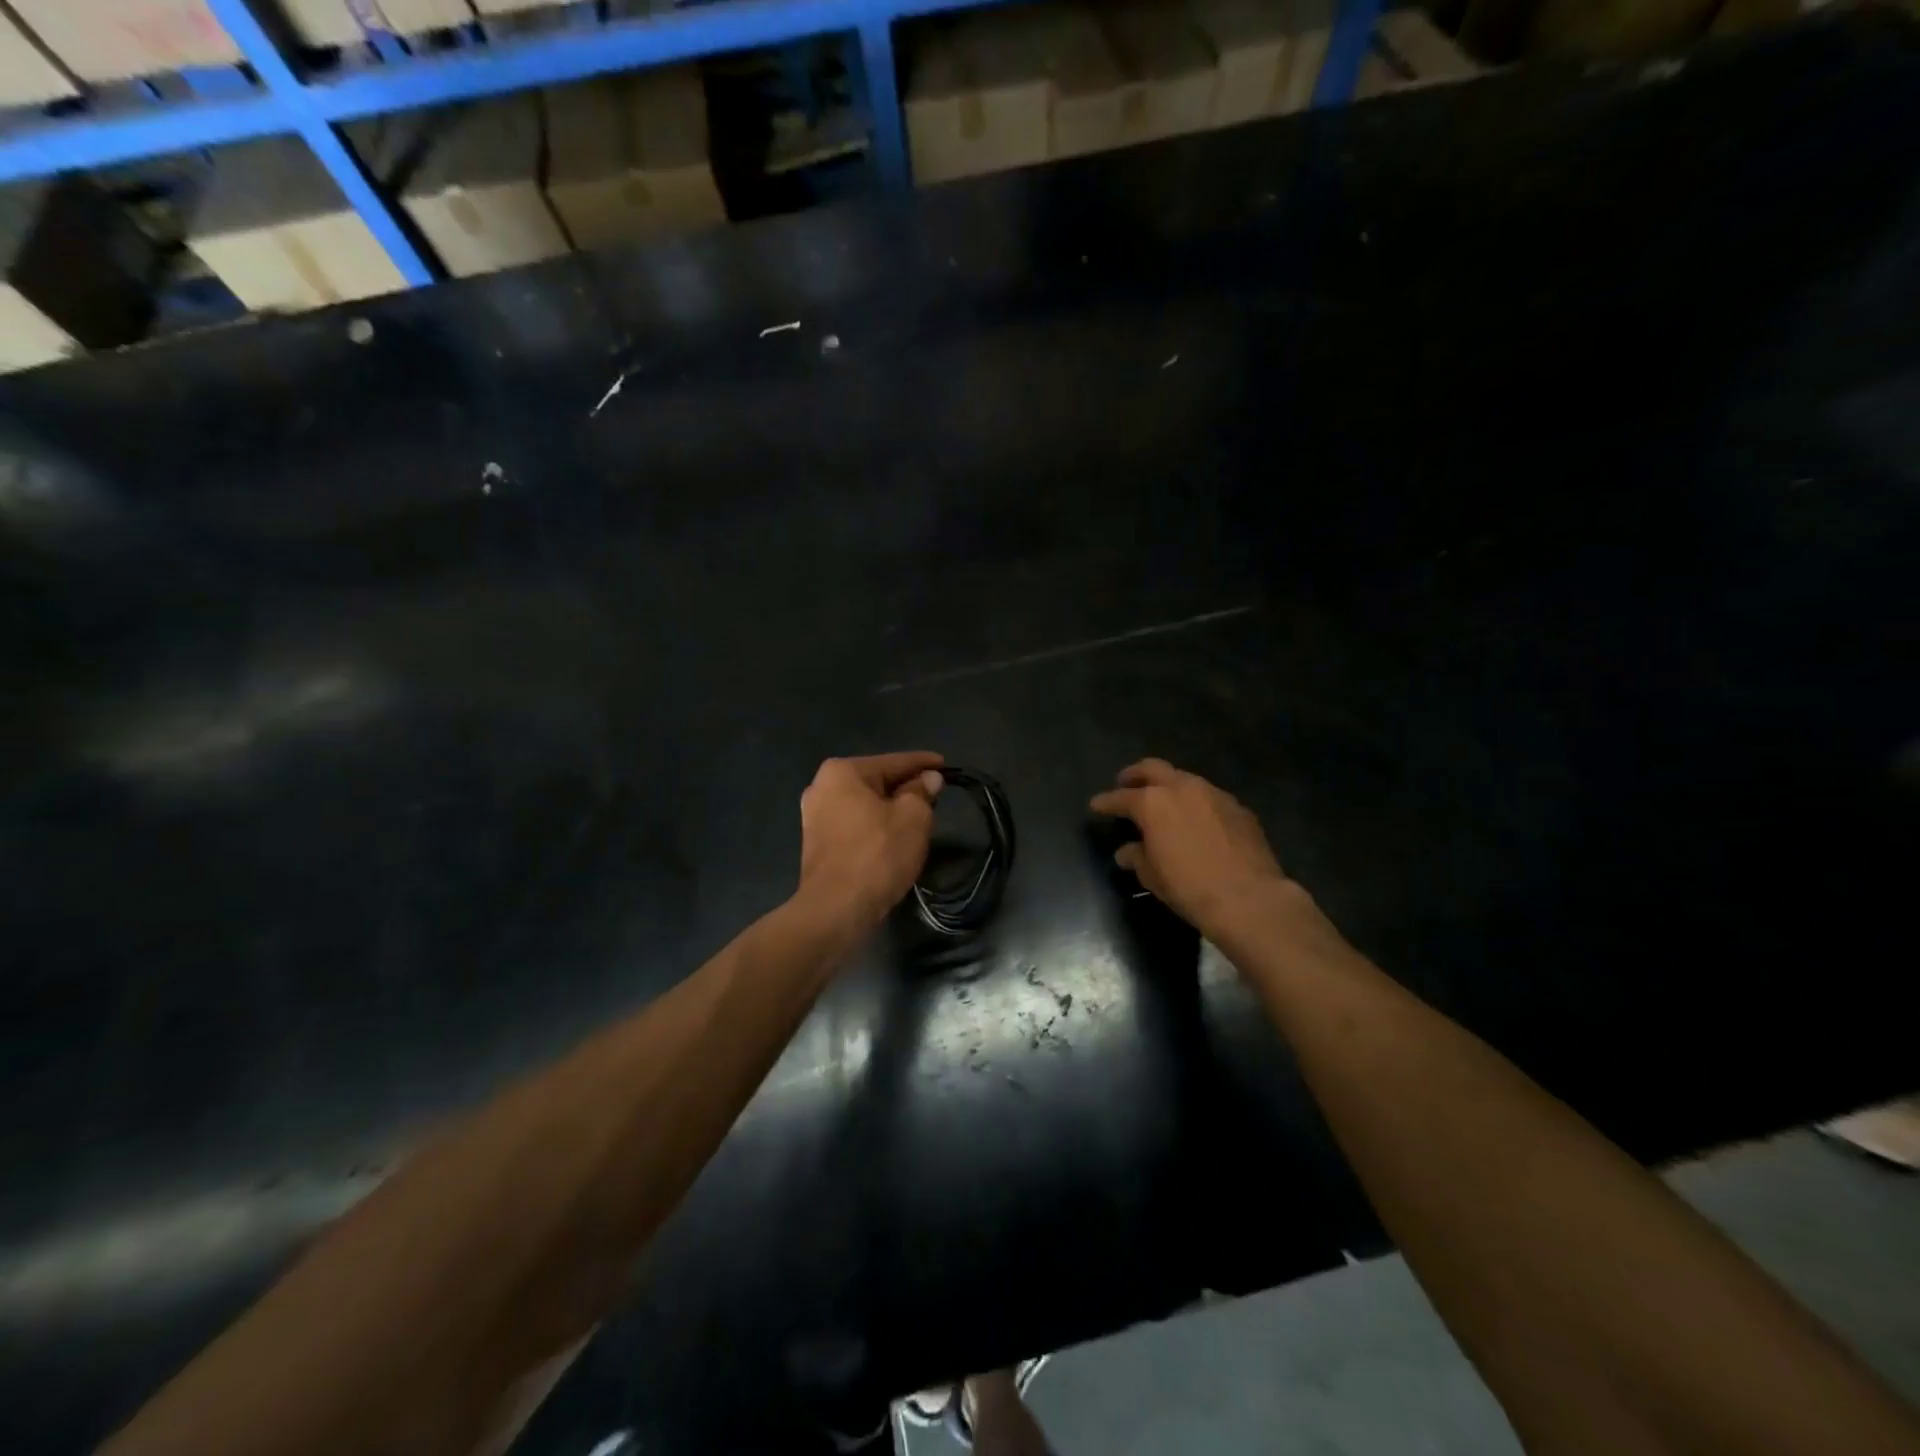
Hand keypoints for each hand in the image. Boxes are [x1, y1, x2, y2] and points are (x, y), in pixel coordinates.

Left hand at [797, 752, 944, 929]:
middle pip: (876, 781)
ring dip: (890, 809)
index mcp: (842, 771)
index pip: (894, 761)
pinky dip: (875, 826)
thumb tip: (929, 778)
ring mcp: (814, 816)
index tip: (946, 765)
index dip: (923, 763)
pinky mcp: (816, 843)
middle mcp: (821, 786)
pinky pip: (854, 824)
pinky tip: (893, 836)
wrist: (836, 909)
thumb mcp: (913, 817)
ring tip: (918, 816)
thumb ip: (922, 791)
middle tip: (935, 794)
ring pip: (865, 804)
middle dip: (906, 787)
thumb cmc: (877, 854)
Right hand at [1089, 758, 1294, 938]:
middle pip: (1153, 768)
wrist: (1248, 898)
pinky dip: (1196, 803)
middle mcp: (1182, 788)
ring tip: (1163, 802)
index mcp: (1153, 803)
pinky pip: (1210, 797)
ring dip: (1169, 786)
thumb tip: (1127, 852)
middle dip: (1135, 774)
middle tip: (1125, 782)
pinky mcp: (1239, 807)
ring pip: (1184, 779)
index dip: (1105, 802)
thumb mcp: (1153, 876)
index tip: (1096, 805)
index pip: (1121, 797)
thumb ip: (1137, 857)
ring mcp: (1214, 794)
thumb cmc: (1189, 887)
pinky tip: (1197, 821)